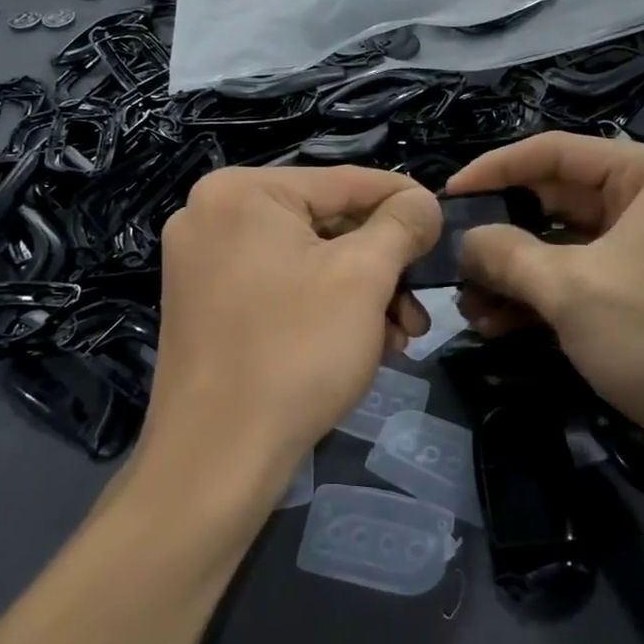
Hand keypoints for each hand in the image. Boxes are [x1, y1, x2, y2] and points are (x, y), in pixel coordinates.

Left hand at [139, 166, 440, 509]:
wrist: (215, 461)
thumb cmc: (295, 352)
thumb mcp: (364, 277)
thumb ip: (401, 225)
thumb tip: (423, 200)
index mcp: (241, 191)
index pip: (343, 181)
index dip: (402, 200)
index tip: (442, 221)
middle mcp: (211, 215)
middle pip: (324, 223)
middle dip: (381, 267)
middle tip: (418, 305)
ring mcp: (201, 262)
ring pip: (305, 260)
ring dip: (359, 294)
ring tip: (398, 337)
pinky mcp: (204, 305)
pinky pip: (278, 287)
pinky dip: (322, 308)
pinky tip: (360, 345)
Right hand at [445, 132, 643, 499]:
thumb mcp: (571, 288)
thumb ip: (506, 254)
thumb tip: (465, 241)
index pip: (556, 152)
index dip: (495, 170)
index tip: (447, 197)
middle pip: (558, 200)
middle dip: (503, 233)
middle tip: (452, 257)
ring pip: (566, 246)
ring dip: (516, 273)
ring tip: (468, 303)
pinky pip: (583, 281)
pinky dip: (542, 298)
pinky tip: (497, 325)